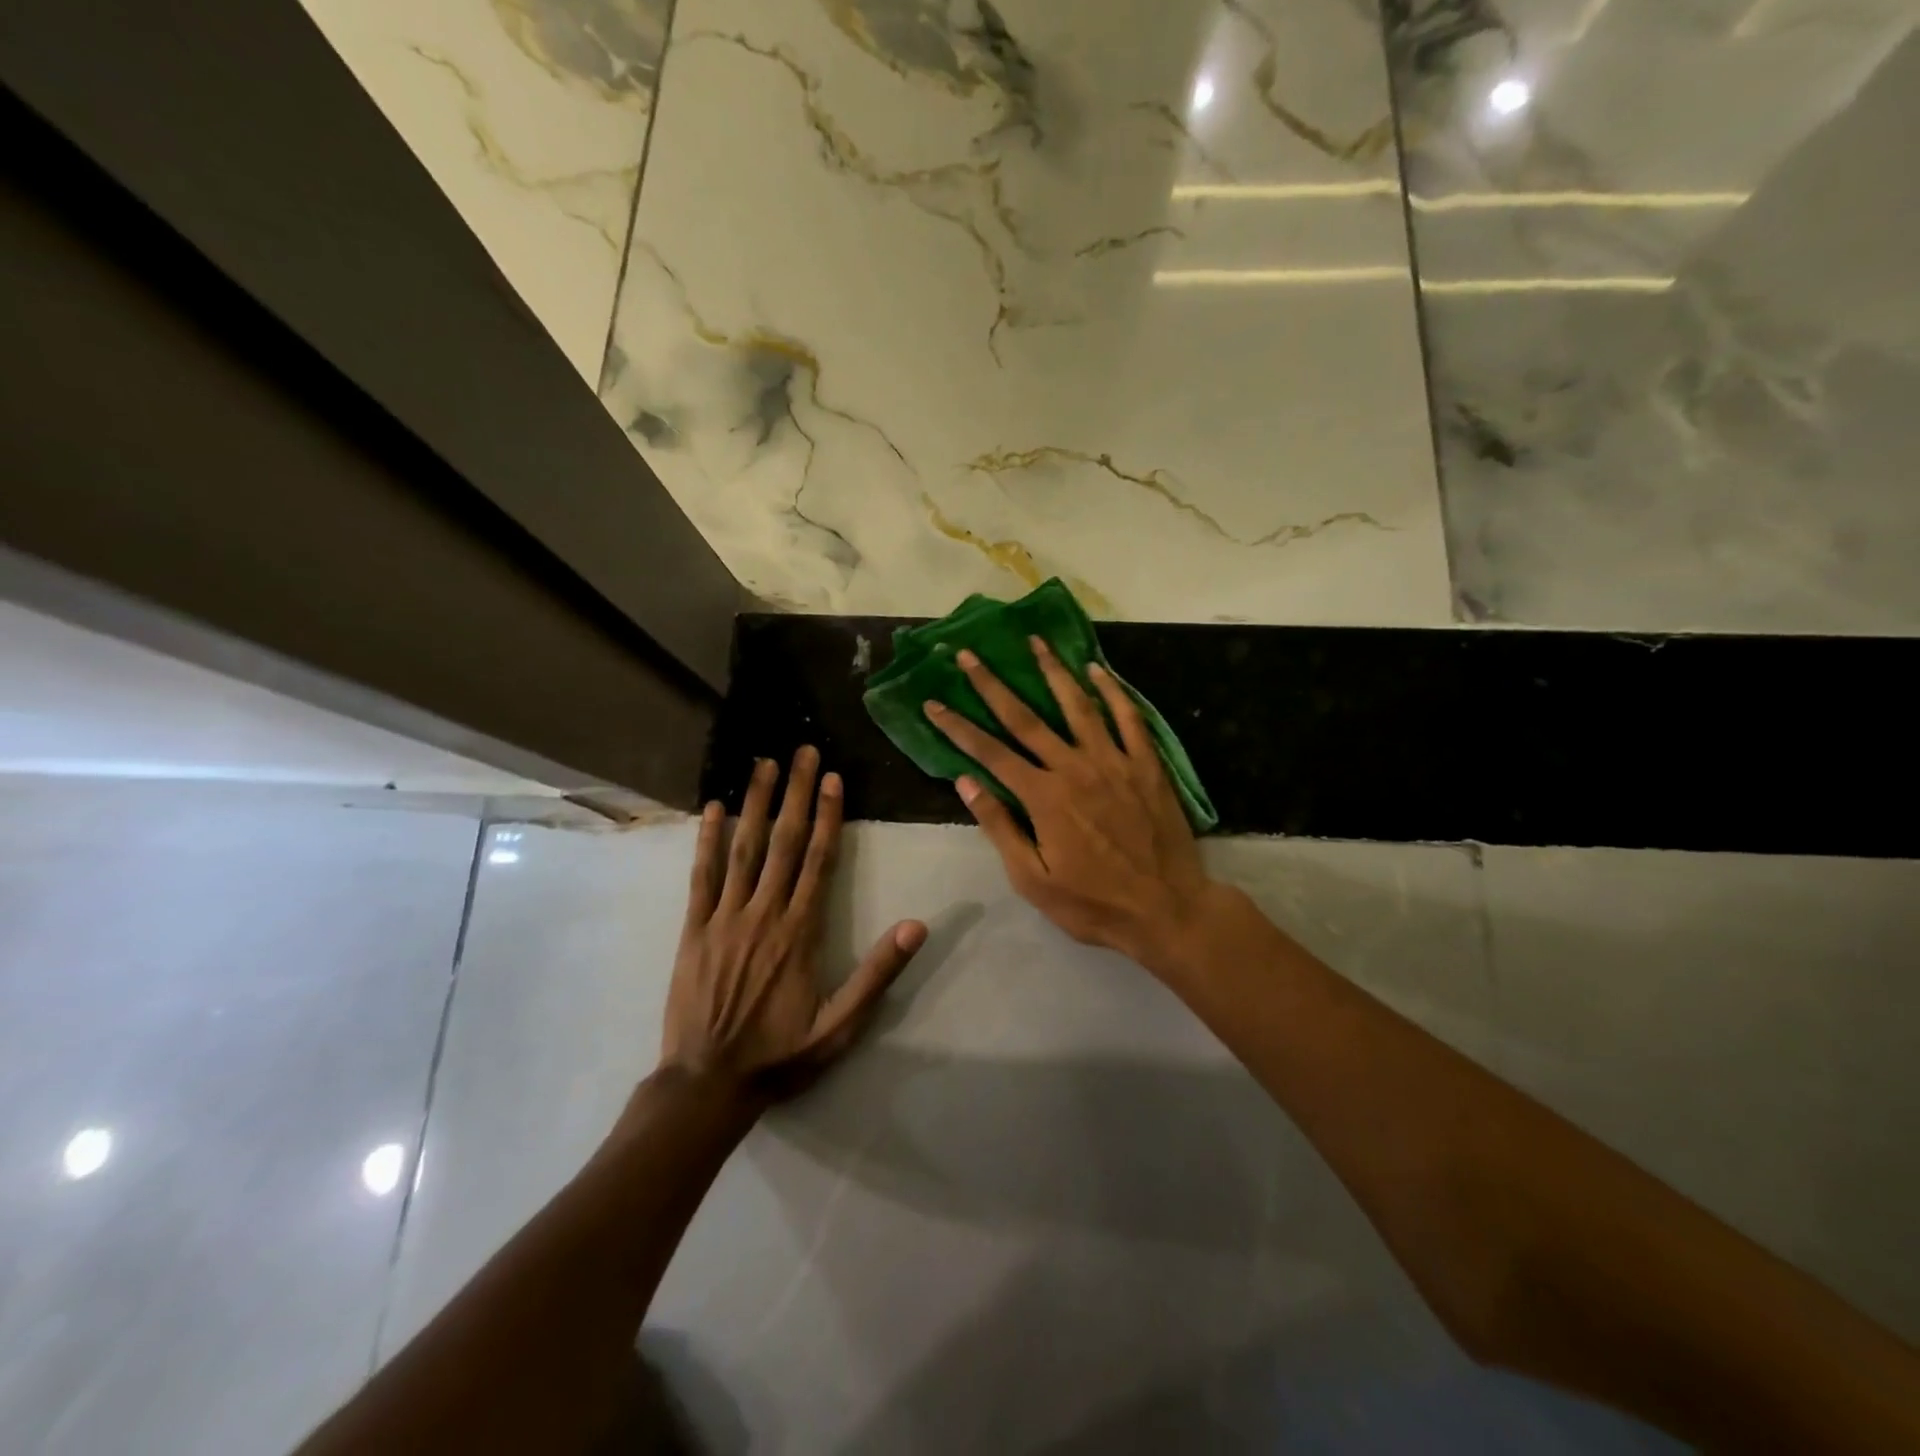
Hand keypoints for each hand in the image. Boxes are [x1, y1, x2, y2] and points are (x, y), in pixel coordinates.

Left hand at [660, 747, 926, 1101]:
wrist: (707, 1083)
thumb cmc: (780, 1054)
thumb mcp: (841, 1025)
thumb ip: (878, 973)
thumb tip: (918, 925)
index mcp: (800, 931)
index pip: (819, 860)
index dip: (828, 816)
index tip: (832, 778)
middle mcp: (764, 913)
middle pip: (784, 842)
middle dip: (795, 793)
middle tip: (802, 751)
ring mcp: (725, 917)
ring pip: (744, 849)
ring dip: (755, 803)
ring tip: (763, 764)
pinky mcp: (693, 929)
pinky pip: (701, 876)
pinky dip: (707, 840)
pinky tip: (712, 809)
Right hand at [923, 639, 1217, 968]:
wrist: (1167, 910)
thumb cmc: (1094, 903)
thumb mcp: (1033, 879)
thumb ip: (999, 827)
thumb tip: (965, 783)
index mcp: (1043, 797)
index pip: (990, 753)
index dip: (958, 727)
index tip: (933, 703)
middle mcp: (1075, 767)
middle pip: (1025, 718)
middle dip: (992, 684)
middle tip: (969, 654)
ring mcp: (1114, 761)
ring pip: (1078, 705)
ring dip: (1053, 671)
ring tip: (1034, 641)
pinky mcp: (1147, 765)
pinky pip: (1129, 718)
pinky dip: (1113, 691)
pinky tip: (1098, 669)